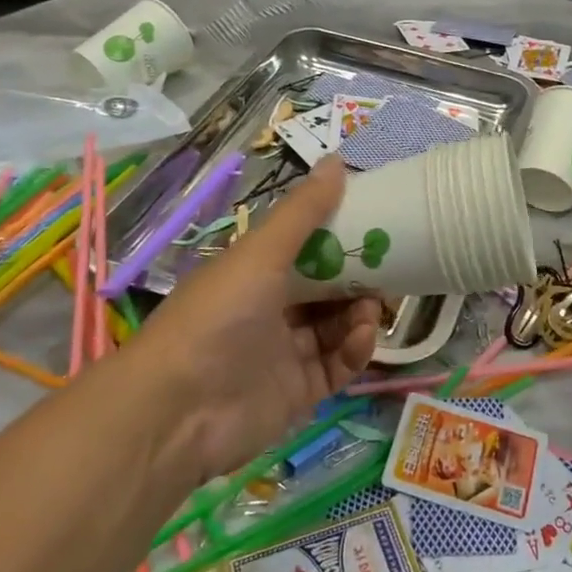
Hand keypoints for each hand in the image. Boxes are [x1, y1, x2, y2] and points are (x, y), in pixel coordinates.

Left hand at [113, 158, 381, 481]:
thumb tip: (337, 160)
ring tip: (373, 307)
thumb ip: (302, 212)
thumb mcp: (261, 254)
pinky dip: (354, 349)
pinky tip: (361, 337)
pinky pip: (338, 364)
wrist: (179, 411)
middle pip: (327, 288)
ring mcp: (284, 352)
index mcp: (256, 273)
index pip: (307, 248)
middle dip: (360, 278)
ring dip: (360, 313)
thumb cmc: (219, 316)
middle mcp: (270, 309)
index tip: (377, 225)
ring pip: (337, 325)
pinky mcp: (299, 391)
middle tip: (393, 267)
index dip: (341, 236)